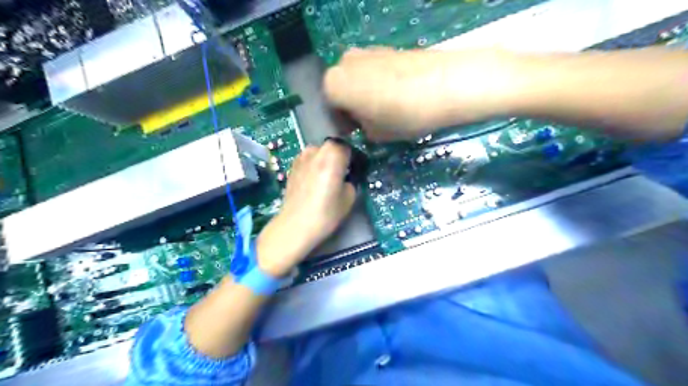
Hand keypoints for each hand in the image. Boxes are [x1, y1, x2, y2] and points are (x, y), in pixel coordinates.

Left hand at [255, 142, 356, 276]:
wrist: (295, 226)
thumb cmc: (326, 213)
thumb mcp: (349, 198)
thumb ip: (350, 180)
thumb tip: (346, 176)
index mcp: (333, 156)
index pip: (348, 147)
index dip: (352, 158)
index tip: (354, 169)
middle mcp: (316, 151)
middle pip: (332, 146)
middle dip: (338, 156)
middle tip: (341, 173)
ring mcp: (301, 158)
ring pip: (318, 151)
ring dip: (324, 159)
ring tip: (326, 178)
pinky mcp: (292, 167)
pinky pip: (308, 159)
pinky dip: (313, 165)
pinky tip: (313, 181)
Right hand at [325, 47, 517, 141]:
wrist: (446, 85)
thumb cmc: (403, 115)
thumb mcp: (376, 134)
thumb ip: (362, 129)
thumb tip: (364, 123)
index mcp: (334, 84)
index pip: (330, 108)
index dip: (343, 124)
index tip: (357, 133)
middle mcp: (345, 61)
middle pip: (343, 89)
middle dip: (353, 107)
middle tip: (372, 122)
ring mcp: (367, 51)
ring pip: (358, 79)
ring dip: (366, 94)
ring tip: (389, 109)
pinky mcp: (388, 48)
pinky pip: (374, 70)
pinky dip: (379, 84)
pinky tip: (398, 95)